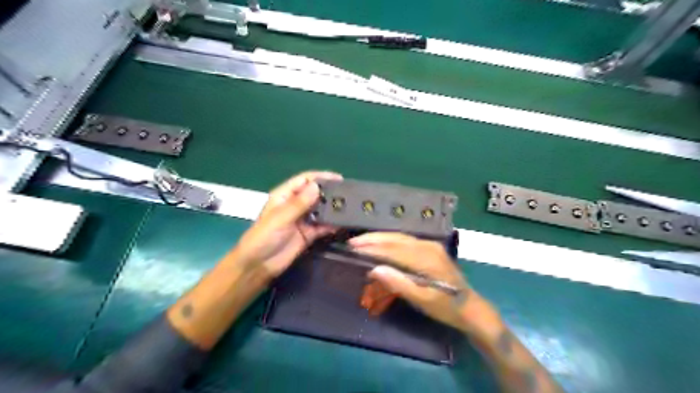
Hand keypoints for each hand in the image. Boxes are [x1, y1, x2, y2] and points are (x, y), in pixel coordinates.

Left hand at [235, 172, 341, 279]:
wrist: (258, 265)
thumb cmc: (263, 237)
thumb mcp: (280, 218)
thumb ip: (299, 203)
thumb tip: (317, 186)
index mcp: (284, 196)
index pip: (304, 180)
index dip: (321, 177)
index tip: (339, 178)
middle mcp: (295, 205)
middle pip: (315, 194)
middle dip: (330, 192)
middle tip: (348, 194)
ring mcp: (303, 220)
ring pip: (321, 210)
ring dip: (332, 208)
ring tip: (350, 207)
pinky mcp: (308, 234)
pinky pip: (323, 226)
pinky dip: (332, 225)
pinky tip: (343, 224)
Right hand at [349, 231, 496, 332]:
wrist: (470, 307)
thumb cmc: (446, 307)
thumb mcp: (422, 300)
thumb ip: (398, 283)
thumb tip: (374, 269)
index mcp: (425, 258)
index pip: (393, 249)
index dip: (372, 248)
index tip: (354, 248)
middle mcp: (427, 246)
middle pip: (395, 238)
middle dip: (373, 239)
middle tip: (353, 242)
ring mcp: (430, 245)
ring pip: (400, 237)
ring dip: (380, 238)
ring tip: (362, 240)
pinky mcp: (431, 248)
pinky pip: (406, 240)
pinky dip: (390, 240)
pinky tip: (381, 243)